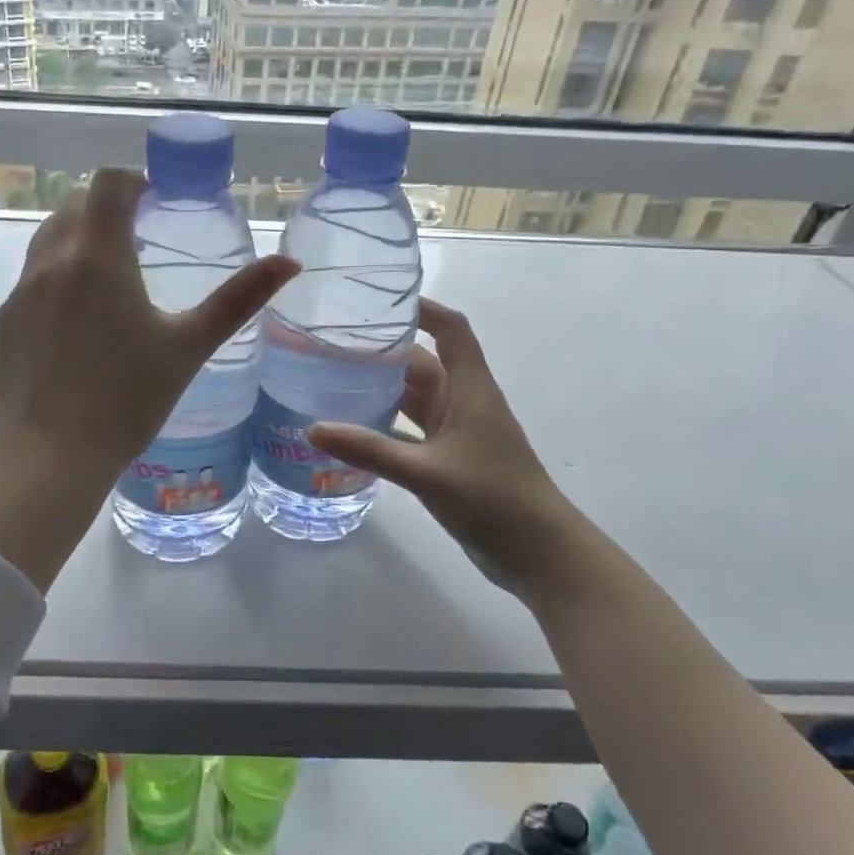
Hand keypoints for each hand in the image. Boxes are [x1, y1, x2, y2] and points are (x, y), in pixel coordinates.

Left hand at [0, 168, 297, 474]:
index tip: (154, 201)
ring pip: (48, 239)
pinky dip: (56, 278)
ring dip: (78, 239)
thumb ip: (239, 299)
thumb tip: (289, 262)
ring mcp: (21, 291)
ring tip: (108, 277)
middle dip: (106, 209)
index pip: (107, 183)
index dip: (133, 181)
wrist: (53, 456)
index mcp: (99, 258)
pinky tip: (75, 324)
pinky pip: (31, 279)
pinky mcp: (4, 320)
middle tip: (138, 238)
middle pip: (74, 205)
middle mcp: (52, 262)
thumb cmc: (129, 399)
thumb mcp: (190, 346)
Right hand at [308, 298, 581, 603]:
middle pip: (423, 362)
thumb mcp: (426, 472)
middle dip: (384, 352)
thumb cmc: (493, 498)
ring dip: (383, 389)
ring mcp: (458, 432)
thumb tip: (313, 429)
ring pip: (416, 398)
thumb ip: (370, 450)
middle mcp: (463, 402)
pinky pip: (412, 431)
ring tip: (333, 381)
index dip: (422, 308)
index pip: (450, 330)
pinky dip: (386, 426)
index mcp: (469, 388)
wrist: (540, 554)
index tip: (380, 300)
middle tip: (333, 346)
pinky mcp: (450, 460)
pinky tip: (353, 431)